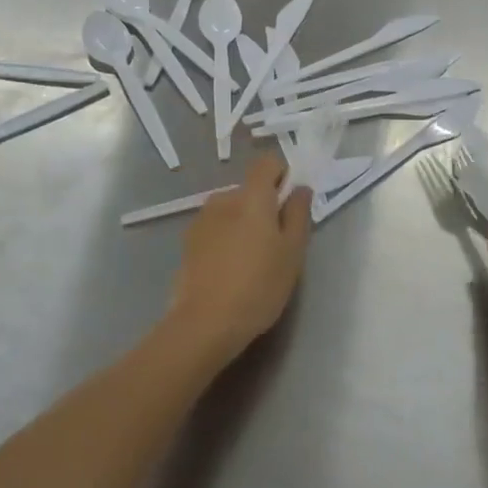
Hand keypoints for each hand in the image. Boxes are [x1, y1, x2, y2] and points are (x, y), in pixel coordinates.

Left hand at [167, 153, 312, 367]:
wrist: (204, 324)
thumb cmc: (258, 286)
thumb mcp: (292, 252)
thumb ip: (299, 214)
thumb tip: (300, 189)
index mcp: (252, 196)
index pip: (267, 163)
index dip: (282, 175)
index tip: (290, 203)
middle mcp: (224, 199)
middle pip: (250, 190)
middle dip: (264, 207)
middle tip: (275, 243)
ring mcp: (201, 220)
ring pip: (231, 211)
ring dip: (243, 224)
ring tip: (250, 262)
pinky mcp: (187, 243)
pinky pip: (215, 229)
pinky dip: (225, 240)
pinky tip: (229, 271)